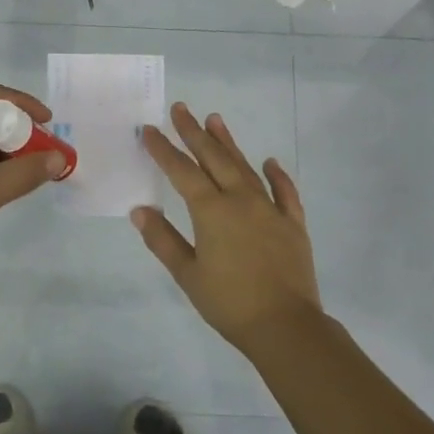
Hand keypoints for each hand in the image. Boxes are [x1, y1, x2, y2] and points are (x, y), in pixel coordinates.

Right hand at [132, 103, 321, 350]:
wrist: (285, 325)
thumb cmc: (229, 302)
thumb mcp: (187, 274)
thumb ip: (163, 240)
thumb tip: (140, 210)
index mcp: (212, 211)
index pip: (182, 171)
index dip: (164, 149)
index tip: (149, 130)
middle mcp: (241, 200)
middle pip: (214, 158)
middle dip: (194, 132)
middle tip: (181, 108)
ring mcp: (270, 209)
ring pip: (245, 167)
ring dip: (229, 142)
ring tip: (215, 119)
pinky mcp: (293, 224)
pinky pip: (284, 192)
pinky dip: (277, 175)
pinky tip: (270, 162)